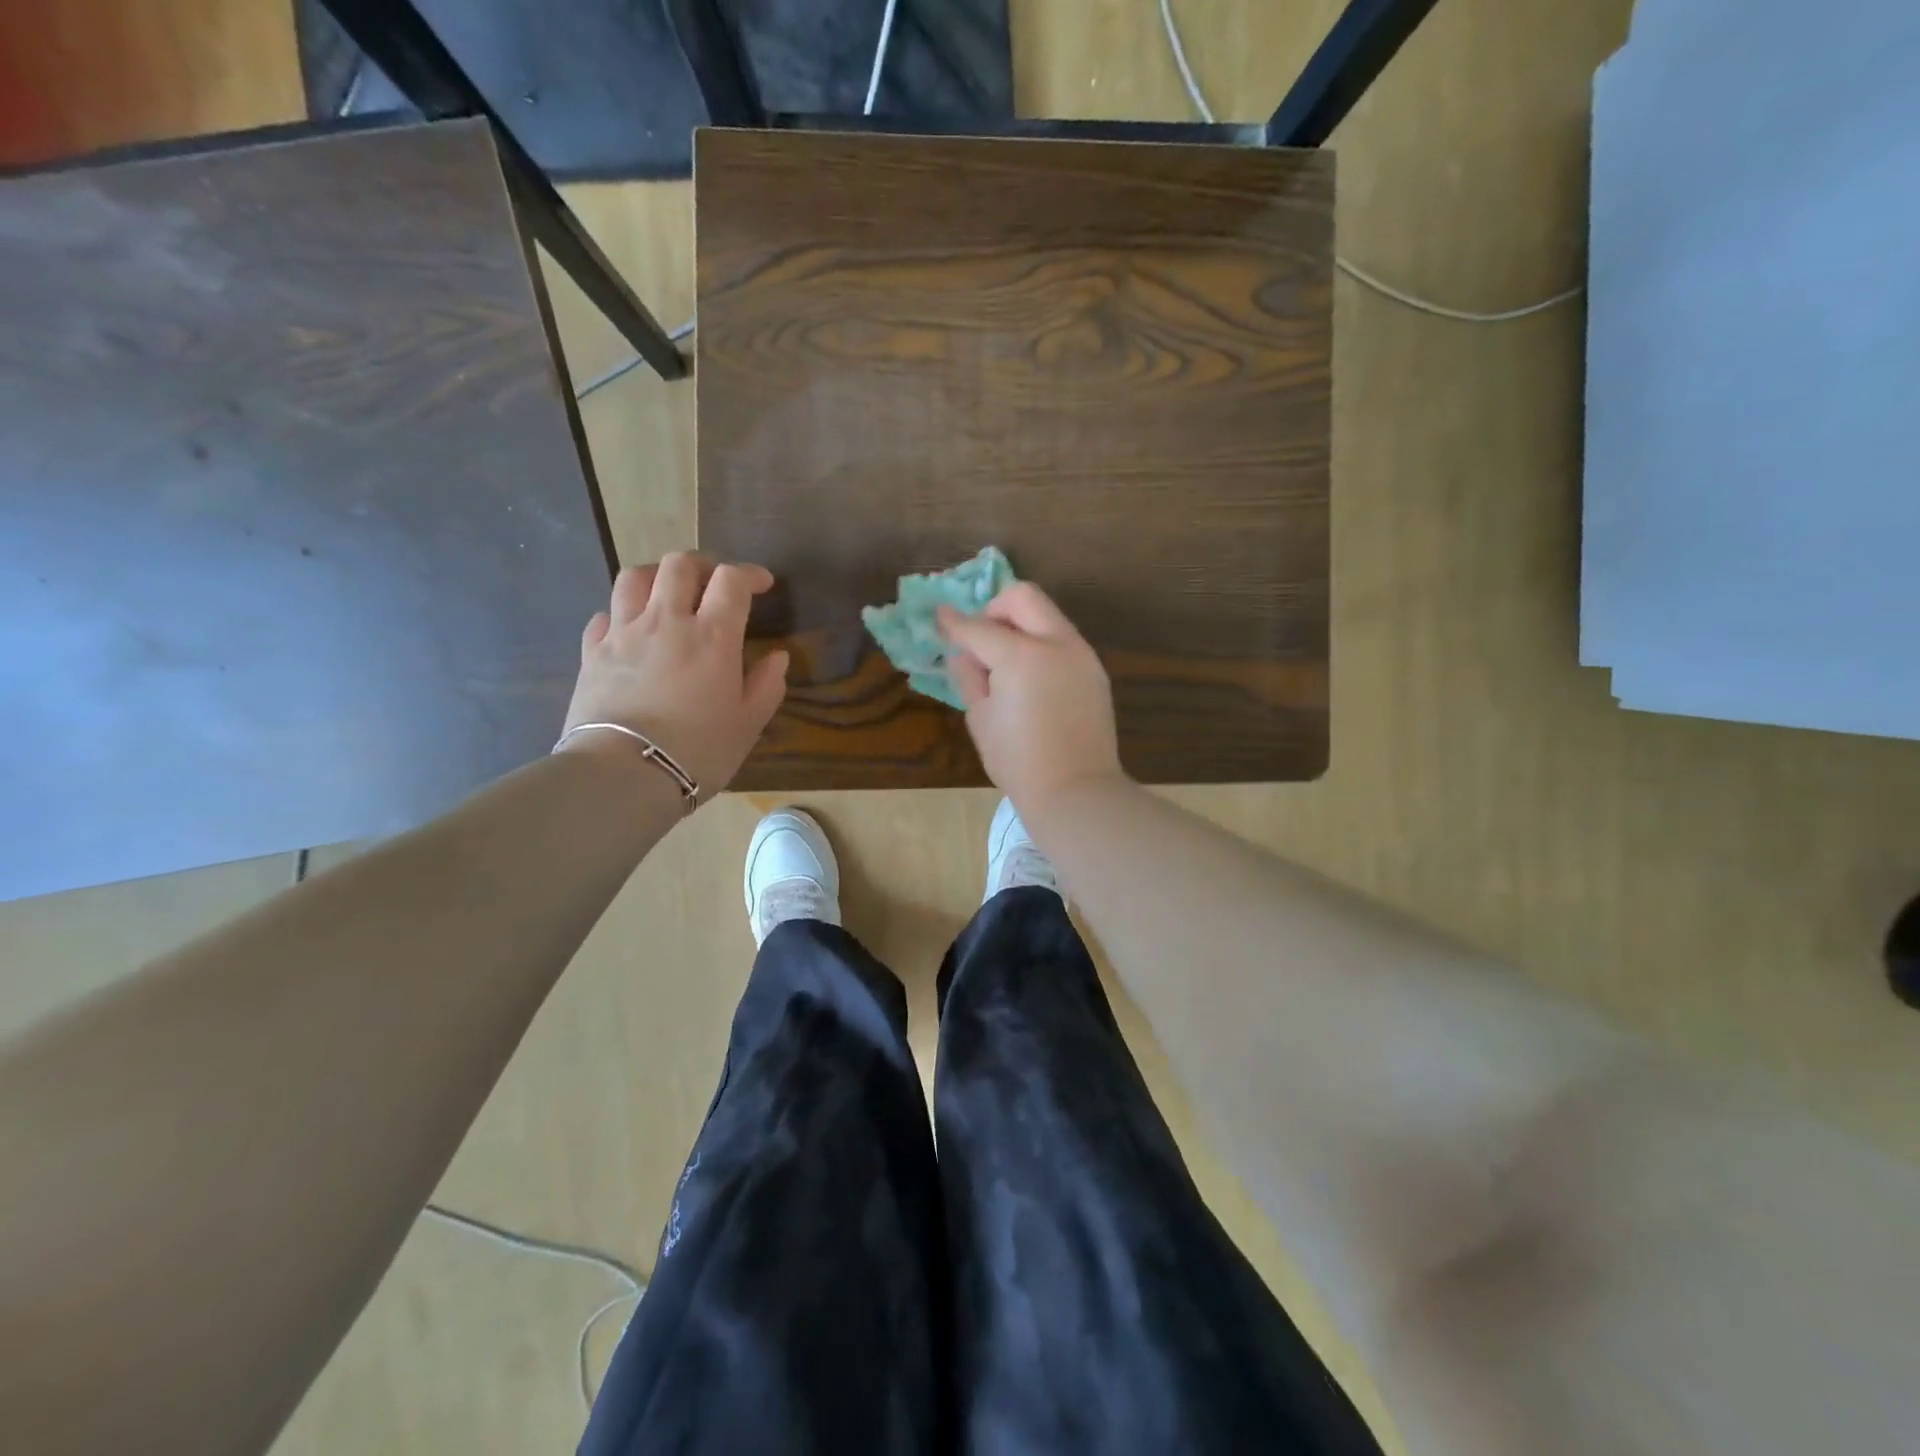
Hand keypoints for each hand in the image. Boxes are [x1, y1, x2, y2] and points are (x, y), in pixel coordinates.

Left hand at [558, 553, 787, 798]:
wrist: (623, 774)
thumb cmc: (697, 751)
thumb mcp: (747, 724)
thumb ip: (767, 686)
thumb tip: (777, 657)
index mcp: (713, 635)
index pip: (731, 580)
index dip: (749, 574)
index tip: (762, 584)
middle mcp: (666, 621)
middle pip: (680, 565)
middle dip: (703, 564)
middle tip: (715, 582)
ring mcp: (623, 633)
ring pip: (634, 577)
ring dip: (657, 575)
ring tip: (668, 592)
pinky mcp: (592, 652)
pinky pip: (604, 615)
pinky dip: (621, 612)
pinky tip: (630, 629)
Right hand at [937, 583, 1124, 813]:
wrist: (1075, 790)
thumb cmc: (1018, 761)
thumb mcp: (980, 718)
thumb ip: (970, 676)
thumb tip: (964, 654)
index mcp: (1021, 656)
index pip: (979, 628)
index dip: (954, 622)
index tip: (940, 617)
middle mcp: (1056, 643)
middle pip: (1023, 597)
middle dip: (995, 608)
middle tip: (980, 638)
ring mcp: (1081, 654)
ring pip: (1047, 615)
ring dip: (1021, 625)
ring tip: (1005, 662)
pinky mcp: (1094, 670)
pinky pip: (1062, 640)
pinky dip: (1041, 644)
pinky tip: (1030, 678)